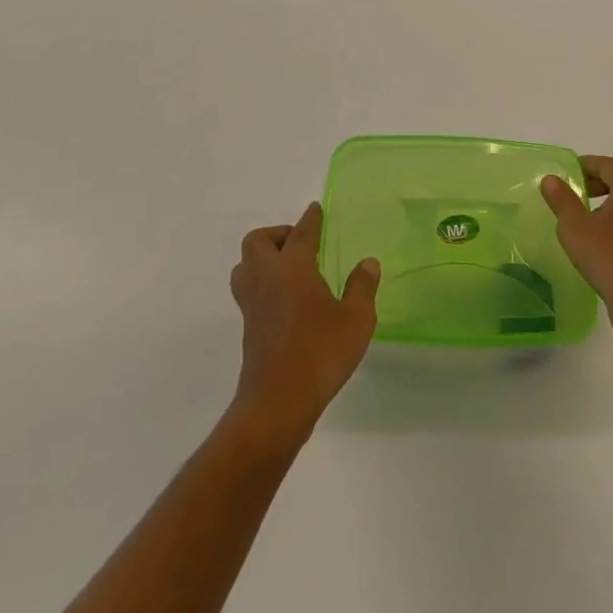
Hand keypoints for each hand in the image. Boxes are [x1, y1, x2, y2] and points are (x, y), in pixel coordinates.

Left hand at [229, 201, 379, 438]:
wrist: (277, 403)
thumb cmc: (320, 353)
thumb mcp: (356, 319)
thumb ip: (362, 287)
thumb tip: (367, 263)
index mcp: (293, 269)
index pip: (300, 233)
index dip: (310, 219)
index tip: (315, 209)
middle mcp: (267, 279)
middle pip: (257, 242)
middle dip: (277, 234)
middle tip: (301, 244)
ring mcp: (253, 305)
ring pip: (244, 267)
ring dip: (262, 259)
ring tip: (289, 269)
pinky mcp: (249, 329)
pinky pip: (248, 291)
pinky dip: (263, 284)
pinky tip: (286, 300)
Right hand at [542, 155, 612, 343]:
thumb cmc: (610, 258)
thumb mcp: (575, 228)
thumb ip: (562, 199)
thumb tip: (550, 178)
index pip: (606, 164)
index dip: (583, 167)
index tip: (564, 175)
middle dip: (603, 179)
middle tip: (580, 191)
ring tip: (588, 215)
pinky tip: (604, 236)